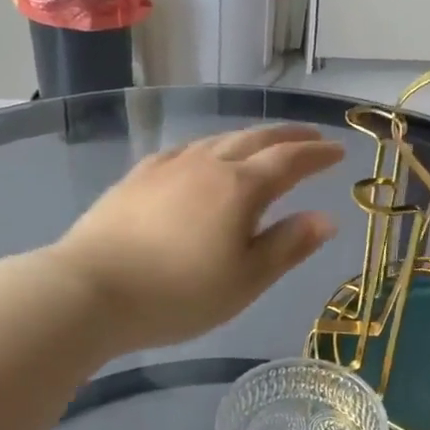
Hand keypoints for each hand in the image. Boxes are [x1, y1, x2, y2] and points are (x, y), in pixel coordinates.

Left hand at [52, 125, 345, 351]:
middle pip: (257, 138)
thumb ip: (288, 245)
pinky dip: (211, 147)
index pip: (291, 160)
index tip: (339, 151)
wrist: (90, 289)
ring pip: (220, 138)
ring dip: (251, 137)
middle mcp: (209, 163)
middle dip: (289, 136)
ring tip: (265, 143)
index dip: (318, 154)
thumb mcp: (245, 280)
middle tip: (312, 136)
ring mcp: (170, 165)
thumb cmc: (178, 294)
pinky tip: (205, 157)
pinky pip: (187, 149)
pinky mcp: (139, 175)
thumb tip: (326, 218)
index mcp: (241, 187)